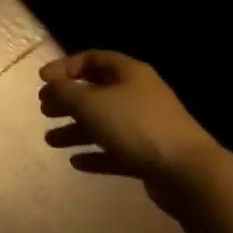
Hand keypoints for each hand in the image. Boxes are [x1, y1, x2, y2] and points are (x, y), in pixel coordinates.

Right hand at [39, 50, 220, 194]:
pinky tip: (76, 162)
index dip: (65, 67)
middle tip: (45, 110)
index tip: (43, 81)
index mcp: (129, 73)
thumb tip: (50, 86)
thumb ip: (64, 92)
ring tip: (51, 141)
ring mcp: (147, 127)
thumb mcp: (90, 103)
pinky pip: (116, 151)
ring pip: (104, 123)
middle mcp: (139, 95)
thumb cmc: (136, 126)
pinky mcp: (150, 156)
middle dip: (68, 101)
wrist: (189, 173)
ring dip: (76, 130)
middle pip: (96, 92)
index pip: (92, 59)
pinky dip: (95, 154)